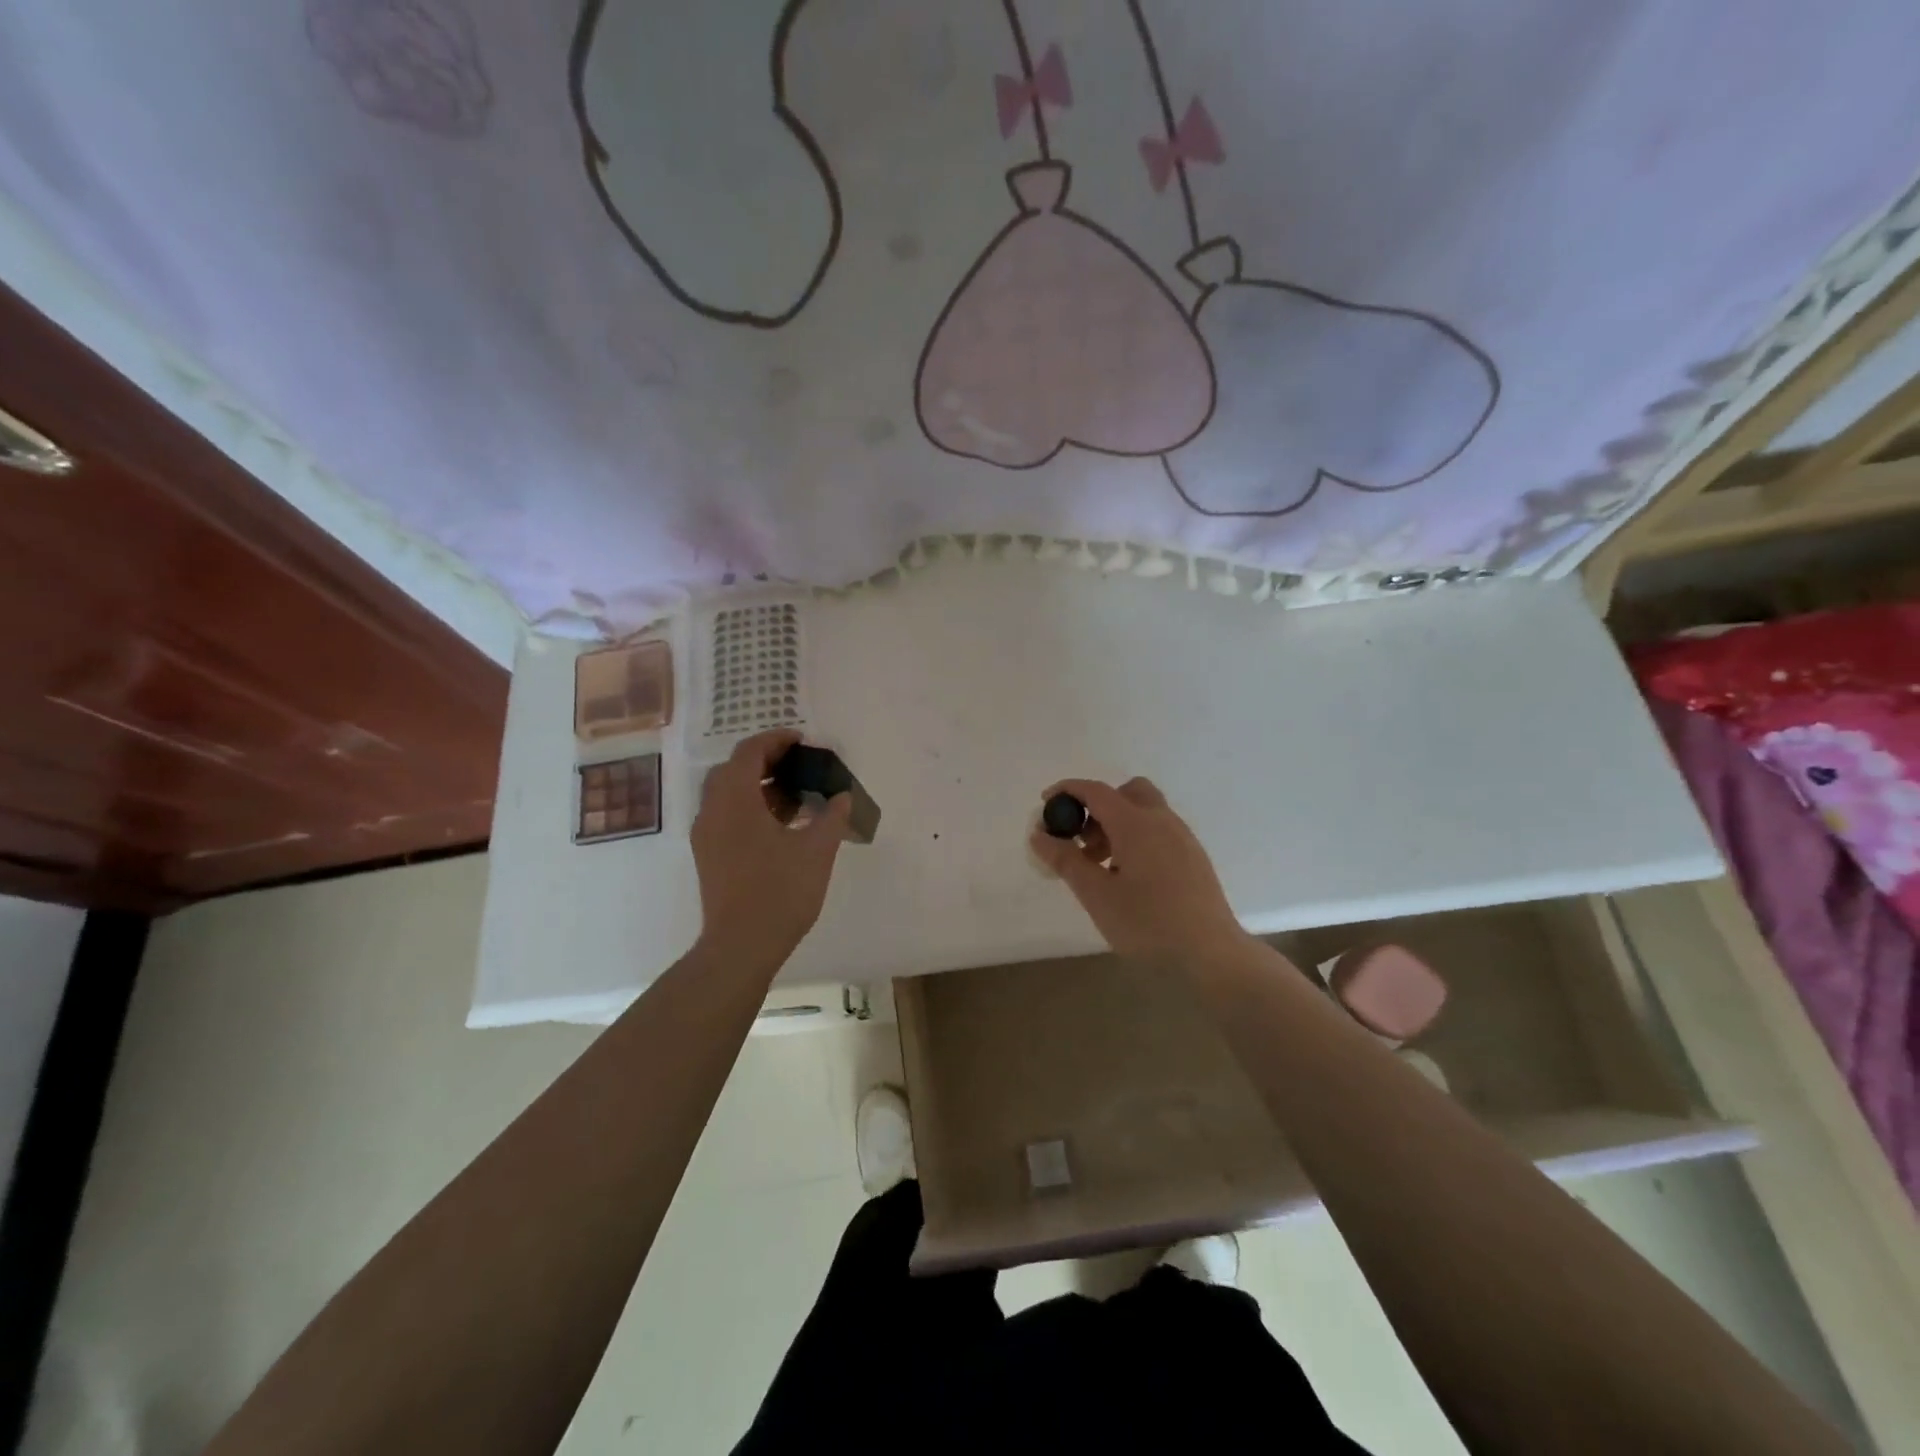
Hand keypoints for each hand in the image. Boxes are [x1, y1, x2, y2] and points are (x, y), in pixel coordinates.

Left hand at [692, 731, 850, 967]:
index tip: (803, 741)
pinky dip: (751, 807)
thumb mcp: (817, 851)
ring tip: (795, 794)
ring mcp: (706, 835)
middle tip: (799, 765)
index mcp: (735, 801)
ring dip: (759, 785)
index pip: (749, 752)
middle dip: (766, 760)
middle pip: (734, 769)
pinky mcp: (709, 855)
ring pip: (728, 794)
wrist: (741, 946)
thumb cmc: (780, 892)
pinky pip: (727, 815)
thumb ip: (832, 817)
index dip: (776, 740)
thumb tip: (842, 796)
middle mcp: (713, 811)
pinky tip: (781, 824)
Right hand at [1030, 776, 1247, 962]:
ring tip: (1101, 866)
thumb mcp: (1097, 895)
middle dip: (1098, 807)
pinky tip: (1129, 878)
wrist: (1211, 954)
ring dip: (1117, 825)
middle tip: (1082, 840)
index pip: (1096, 791)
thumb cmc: (1148, 924)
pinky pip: (1159, 832)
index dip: (1067, 792)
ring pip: (1145, 813)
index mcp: (1136, 823)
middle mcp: (1162, 821)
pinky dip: (1137, 839)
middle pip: (1127, 792)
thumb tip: (1039, 835)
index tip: (1046, 805)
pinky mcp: (1194, 858)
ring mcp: (1182, 838)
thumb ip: (1065, 860)